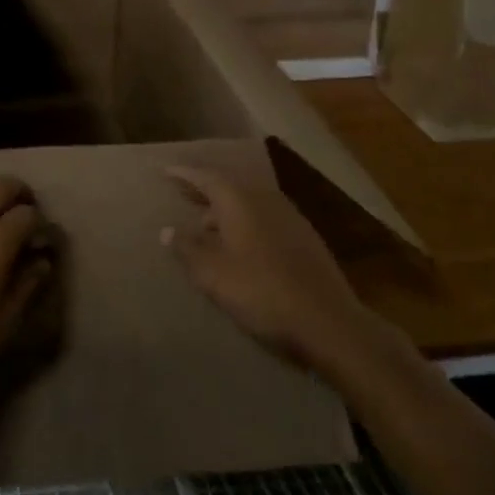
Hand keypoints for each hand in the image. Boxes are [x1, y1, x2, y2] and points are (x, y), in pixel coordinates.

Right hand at [163, 166, 374, 377]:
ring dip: (226, 209)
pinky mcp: (305, 239)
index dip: (184, 174)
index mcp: (239, 200)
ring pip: (249, 203)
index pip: (205, 177)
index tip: (166, 171)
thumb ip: (187, 248)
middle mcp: (264, 199)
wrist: (329, 323)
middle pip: (229, 186)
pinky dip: (246, 222)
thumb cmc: (261, 292)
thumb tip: (167, 230)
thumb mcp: (213, 274)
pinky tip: (241, 244)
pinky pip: (265, 218)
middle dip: (205, 189)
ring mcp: (289, 217)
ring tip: (207, 223)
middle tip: (183, 192)